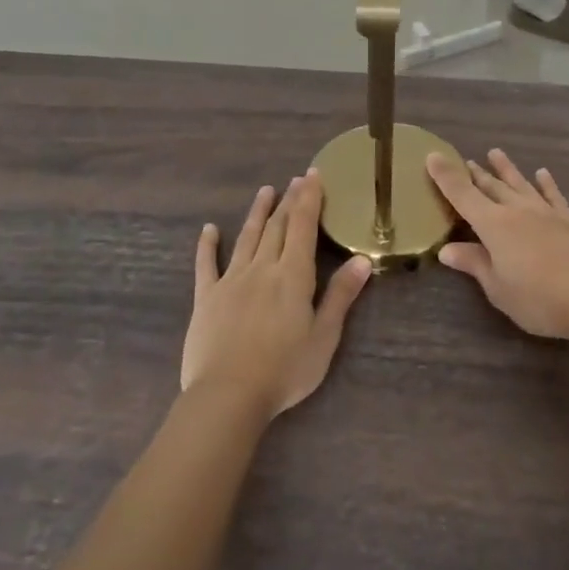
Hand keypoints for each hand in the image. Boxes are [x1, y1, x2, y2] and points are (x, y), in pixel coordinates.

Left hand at [182, 172, 371, 419]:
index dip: (309, 199)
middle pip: (277, 227)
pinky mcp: (206, 297)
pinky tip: (210, 229)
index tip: (313, 175)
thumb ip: (341, 295)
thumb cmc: (285, 369)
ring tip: (265, 191)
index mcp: (293, 275)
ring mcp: (231, 280)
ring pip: (246, 237)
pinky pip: (206, 264)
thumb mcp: (324, 336)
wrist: (229, 394)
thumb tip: (362, 260)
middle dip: (288, 200)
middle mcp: (262, 268)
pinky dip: (208, 245)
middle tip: (295, 179)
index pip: (303, 227)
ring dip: (257, 213)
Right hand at [426, 149, 568, 341]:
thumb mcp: (498, 287)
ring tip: (496, 153)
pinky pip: (553, 195)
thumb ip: (474, 264)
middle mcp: (517, 210)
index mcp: (494, 225)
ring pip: (520, 184)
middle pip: (491, 187)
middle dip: (475, 174)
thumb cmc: (538, 298)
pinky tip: (542, 173)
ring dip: (507, 169)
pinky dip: (546, 183)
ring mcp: (546, 213)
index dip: (446, 176)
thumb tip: (446, 250)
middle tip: (465, 160)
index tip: (432, 156)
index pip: (462, 195)